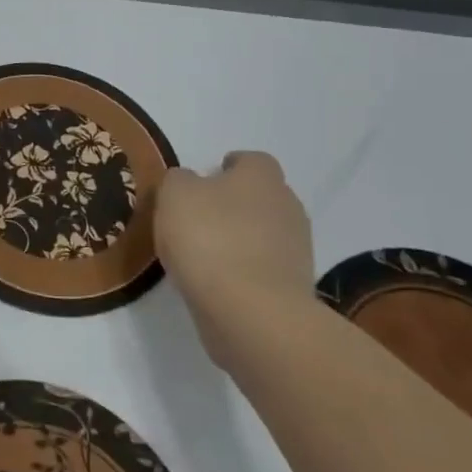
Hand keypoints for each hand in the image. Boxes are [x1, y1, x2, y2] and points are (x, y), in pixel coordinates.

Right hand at [155, 151, 313, 364]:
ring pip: (264, 233)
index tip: (204, 180)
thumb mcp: (174, 195)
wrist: (251, 311)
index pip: (251, 160)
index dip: (228, 166)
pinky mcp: (293, 286)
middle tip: (198, 216)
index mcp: (261, 177)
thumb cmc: (209, 239)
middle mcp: (287, 206)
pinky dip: (243, 269)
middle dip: (234, 203)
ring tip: (203, 252)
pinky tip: (215, 280)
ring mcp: (296, 249)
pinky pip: (263, 267)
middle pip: (260, 196)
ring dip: (239, 238)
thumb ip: (179, 180)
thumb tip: (190, 182)